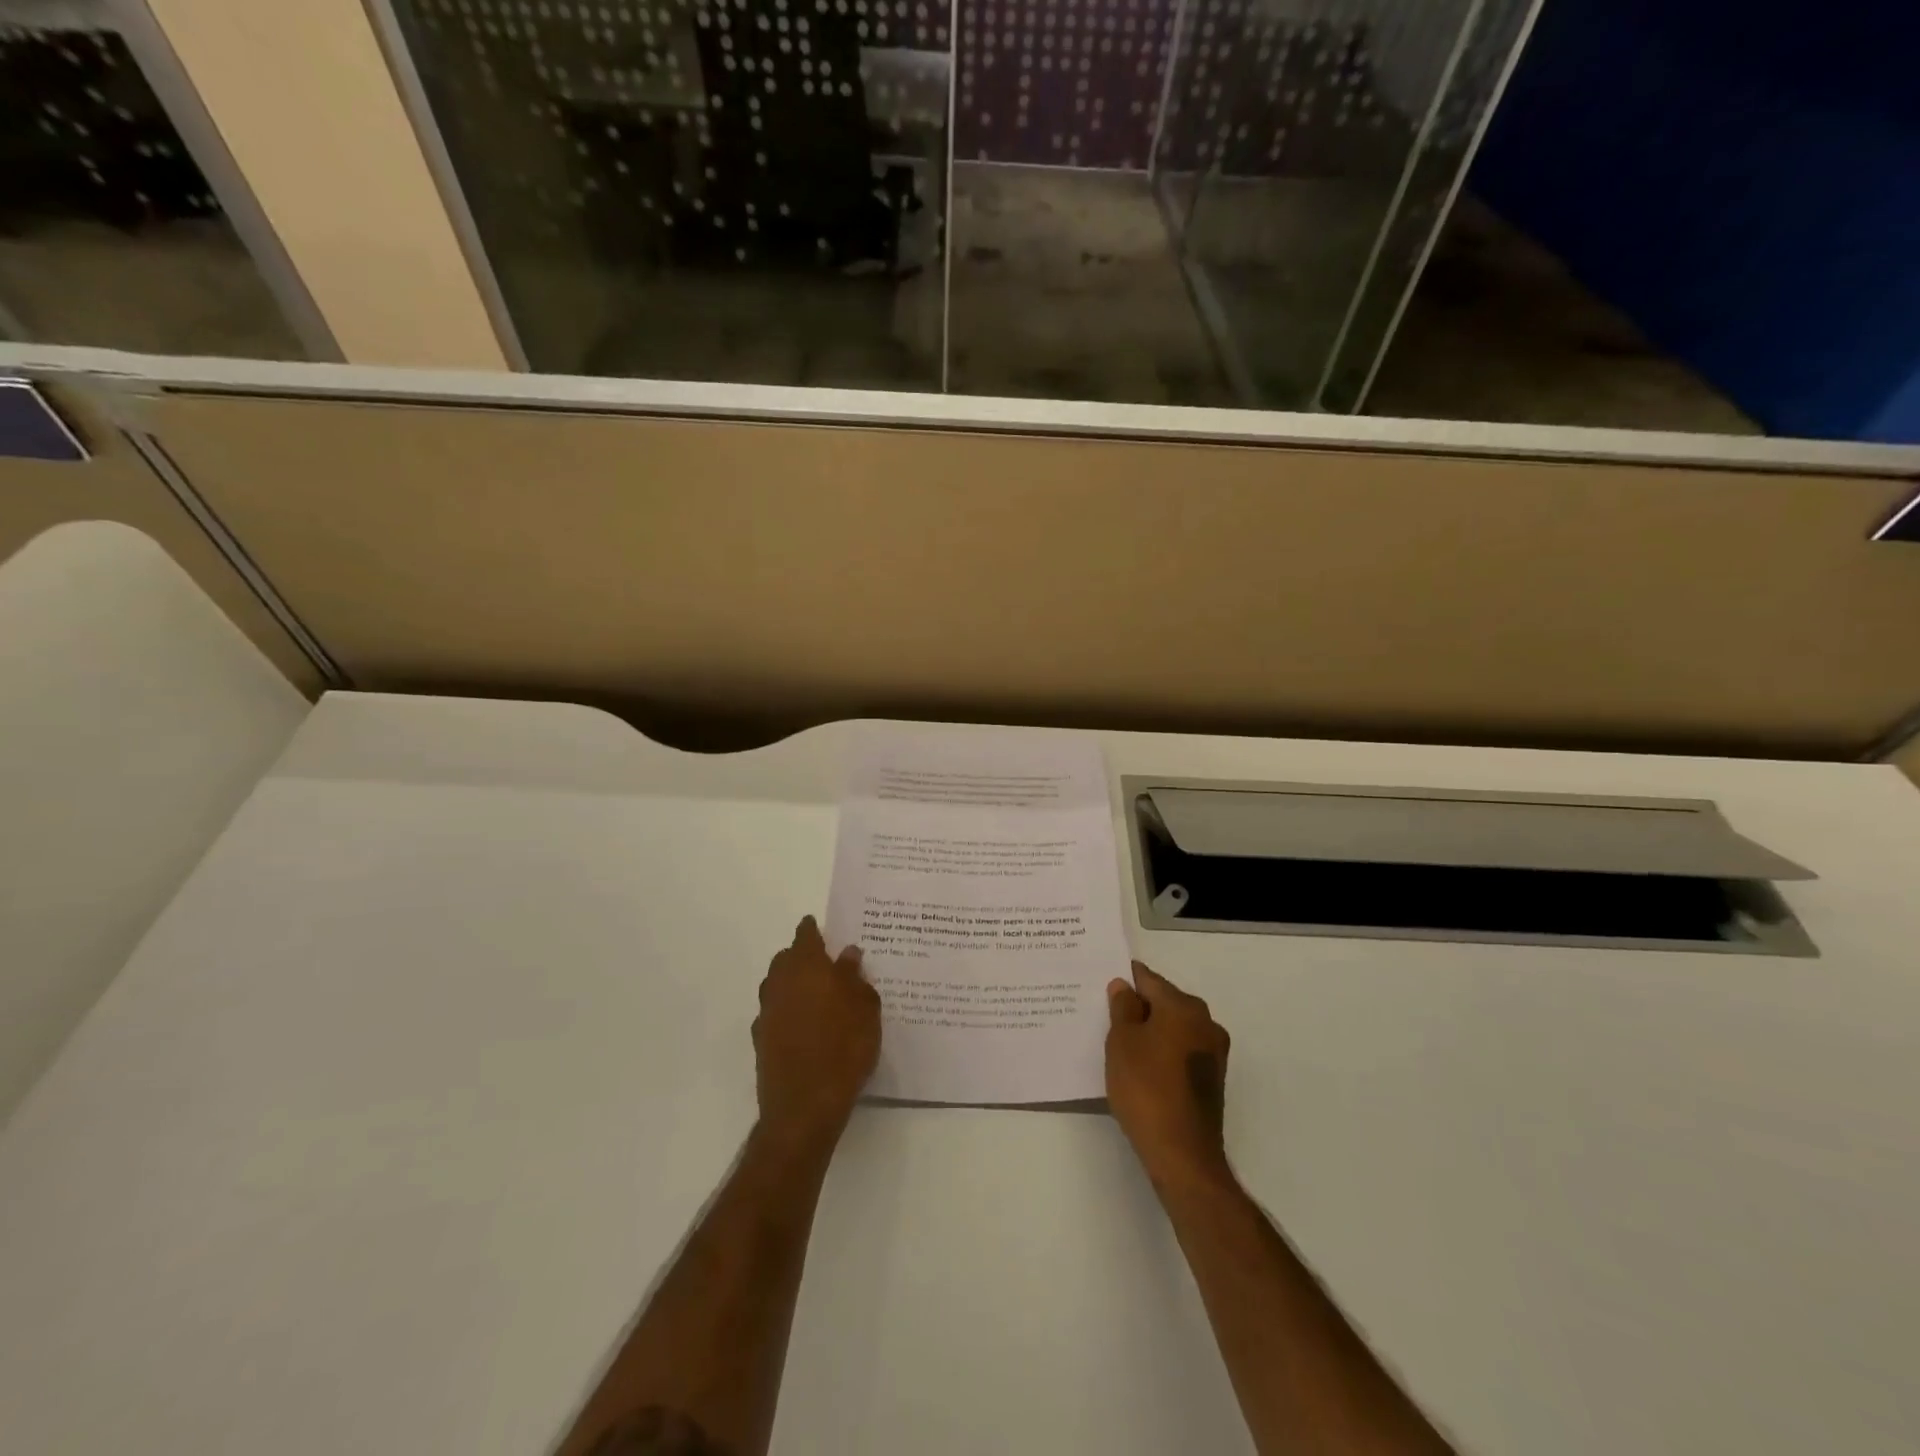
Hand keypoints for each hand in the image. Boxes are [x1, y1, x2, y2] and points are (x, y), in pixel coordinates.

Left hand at [752, 917, 880, 1154]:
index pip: (806, 935)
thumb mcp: (865, 1008)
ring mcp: (767, 1012)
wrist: (804, 1106)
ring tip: (816, 995)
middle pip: (786, 959)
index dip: (813, 929)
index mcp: (806, 966)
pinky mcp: (761, 1040)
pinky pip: (774, 1013)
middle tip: (825, 964)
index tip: (820, 927)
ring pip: (777, 985)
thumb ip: (855, 977)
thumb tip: (848, 954)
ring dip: (792, 984)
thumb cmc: (844, 1047)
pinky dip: (787, 1011)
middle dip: (802, 956)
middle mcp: (780, 982)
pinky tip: (804, 1025)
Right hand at [1106, 962, 1232, 1189]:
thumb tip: (1125, 986)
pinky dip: (1161, 1052)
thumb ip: (1123, 1007)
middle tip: (1105, 1014)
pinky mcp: (1212, 1079)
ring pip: (1173, 1028)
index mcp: (1184, 1007)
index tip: (1102, 982)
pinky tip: (1140, 1066)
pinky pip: (1181, 1051)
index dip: (1125, 979)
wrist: (1182, 1155)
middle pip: (1164, 1002)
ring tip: (1119, 1042)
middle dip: (1137, 1006)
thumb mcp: (1122, 1042)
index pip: (1149, 980)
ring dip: (1150, 1030)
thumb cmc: (1146, 1089)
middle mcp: (1205, 1022)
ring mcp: (1213, 1052)